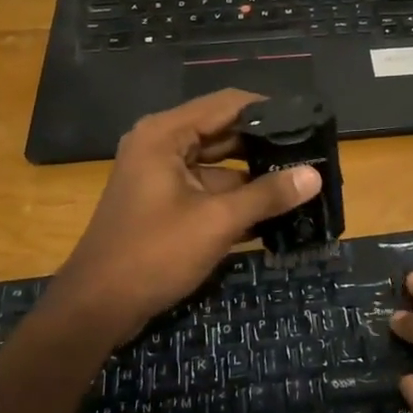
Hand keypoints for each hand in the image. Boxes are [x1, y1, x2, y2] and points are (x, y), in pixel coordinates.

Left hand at [49, 90, 319, 349]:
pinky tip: (274, 212)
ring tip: (302, 181)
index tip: (309, 121)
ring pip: (218, 164)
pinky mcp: (164, 203)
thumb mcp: (217, 222)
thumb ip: (267, 195)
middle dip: (265, 144)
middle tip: (312, 153)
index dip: (269, 110)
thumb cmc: (154, 253)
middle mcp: (161, 144)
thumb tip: (315, 175)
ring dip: (254, 175)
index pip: (228, 104)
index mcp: (165, 134)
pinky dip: (235, 198)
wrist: (96, 308)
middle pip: (223, 131)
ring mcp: (161, 175)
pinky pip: (207, 188)